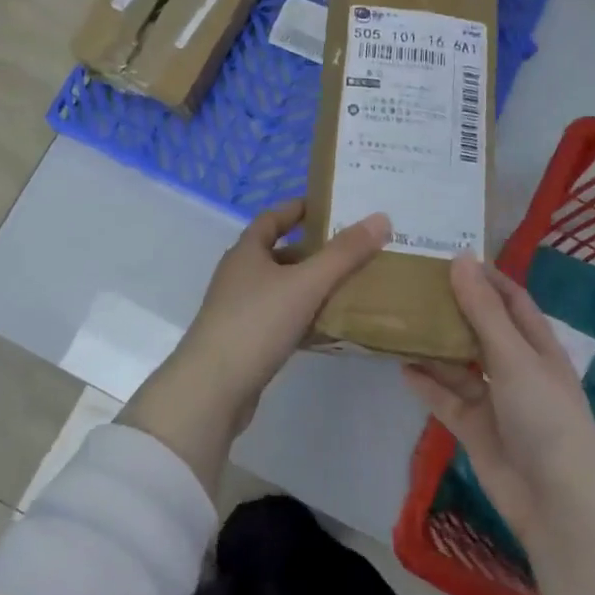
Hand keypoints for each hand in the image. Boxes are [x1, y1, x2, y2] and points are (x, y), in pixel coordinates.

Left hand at [122, 200, 390, 494]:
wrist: (214, 388)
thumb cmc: (257, 322)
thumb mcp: (306, 283)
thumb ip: (344, 254)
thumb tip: (380, 218)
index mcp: (247, 251)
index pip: (272, 218)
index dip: (299, 209)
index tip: (331, 207)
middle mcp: (239, 275)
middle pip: (279, 253)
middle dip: (313, 250)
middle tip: (353, 250)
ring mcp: (240, 309)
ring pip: (282, 288)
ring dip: (311, 286)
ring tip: (351, 286)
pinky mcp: (246, 341)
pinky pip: (281, 319)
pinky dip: (304, 317)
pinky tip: (330, 327)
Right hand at [401, 256, 594, 548]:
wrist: (557, 502)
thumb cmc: (545, 417)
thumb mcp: (514, 356)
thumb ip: (483, 310)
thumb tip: (460, 259)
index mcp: (536, 346)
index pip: (510, 299)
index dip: (484, 277)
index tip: (447, 256)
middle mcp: (516, 369)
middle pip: (480, 329)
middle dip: (452, 308)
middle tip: (411, 284)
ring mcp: (495, 400)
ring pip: (459, 364)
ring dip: (434, 345)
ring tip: (398, 320)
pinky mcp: (475, 428)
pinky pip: (446, 398)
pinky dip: (426, 383)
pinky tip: (401, 365)